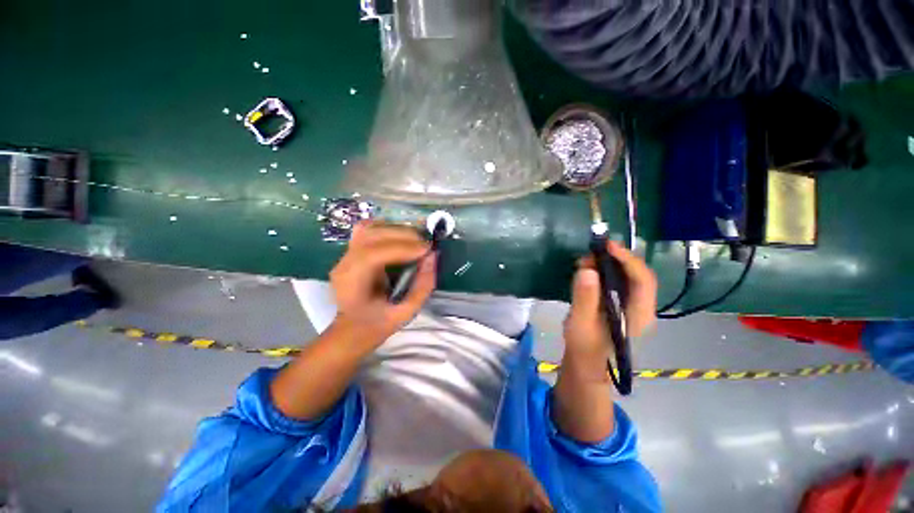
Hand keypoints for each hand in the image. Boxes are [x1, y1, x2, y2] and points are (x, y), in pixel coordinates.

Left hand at [329, 221, 436, 346]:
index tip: (426, 250)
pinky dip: (387, 228)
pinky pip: (368, 230)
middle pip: (370, 236)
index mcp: (352, 285)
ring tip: (416, 239)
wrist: (353, 328)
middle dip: (402, 236)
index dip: (402, 248)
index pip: (373, 255)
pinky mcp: (351, 250)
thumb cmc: (378, 324)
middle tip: (425, 244)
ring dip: (396, 229)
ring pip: (369, 228)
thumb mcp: (406, 312)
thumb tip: (433, 257)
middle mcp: (344, 264)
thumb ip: (422, 286)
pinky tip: (401, 237)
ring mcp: (345, 255)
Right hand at [563, 241, 657, 356]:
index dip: (628, 260)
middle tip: (591, 253)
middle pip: (637, 274)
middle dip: (615, 259)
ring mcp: (632, 304)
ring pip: (627, 275)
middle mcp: (642, 306)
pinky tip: (587, 270)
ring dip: (607, 264)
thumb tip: (588, 269)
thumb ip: (585, 298)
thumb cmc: (584, 345)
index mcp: (639, 314)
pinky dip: (603, 270)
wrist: (585, 359)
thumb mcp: (581, 323)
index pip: (643, 281)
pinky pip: (617, 280)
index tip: (607, 246)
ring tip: (584, 261)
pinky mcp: (620, 302)